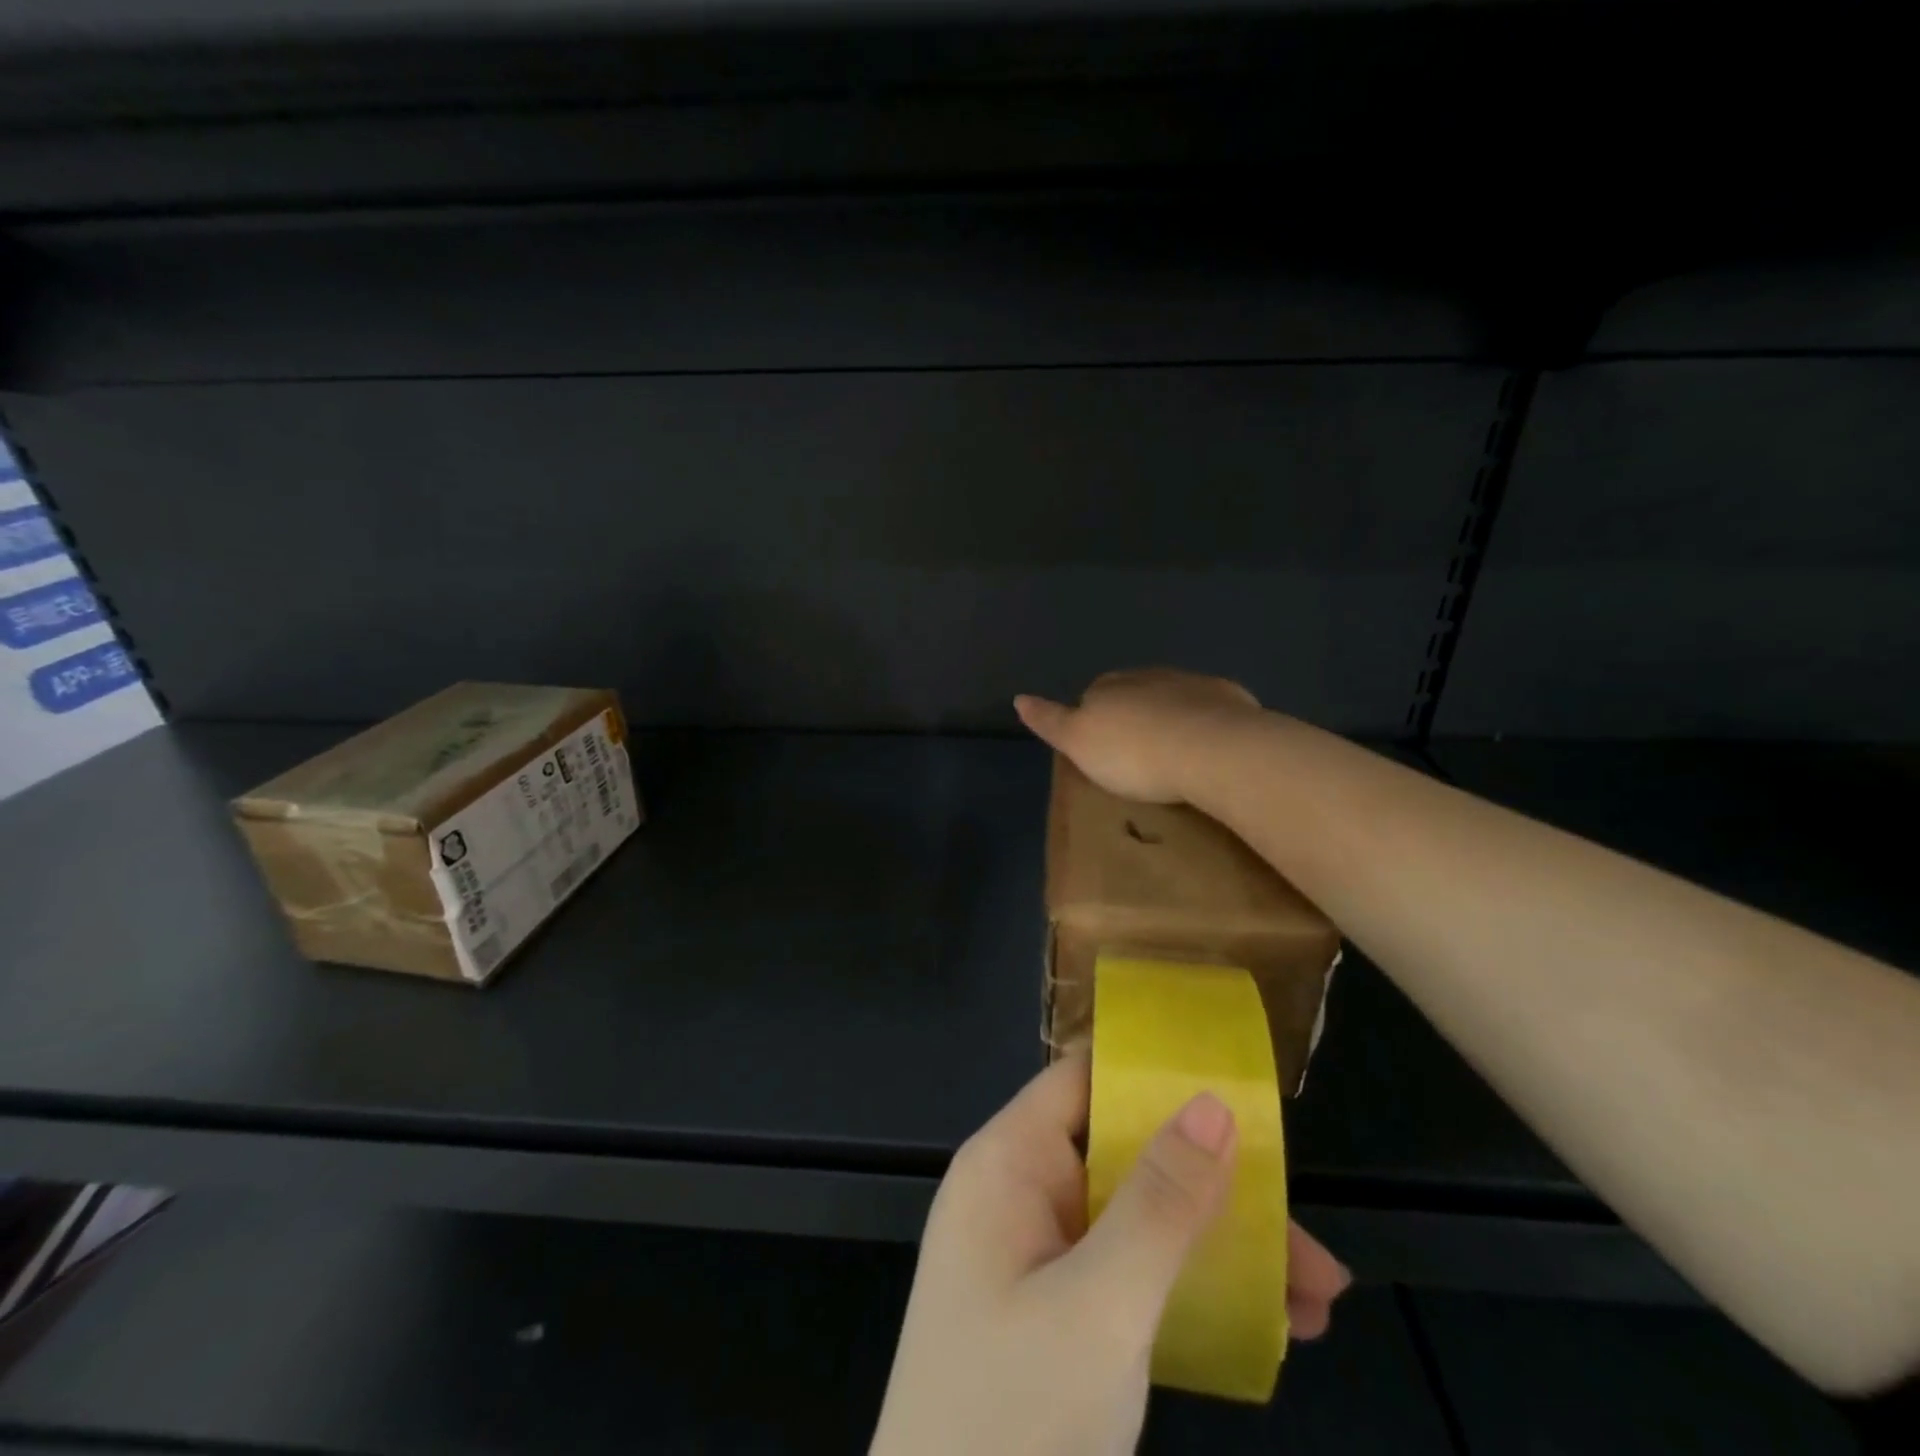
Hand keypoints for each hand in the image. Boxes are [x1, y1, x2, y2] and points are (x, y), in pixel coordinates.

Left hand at [871, 1056, 1350, 1455]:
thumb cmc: (1011, 1424)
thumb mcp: (1100, 1308)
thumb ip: (1160, 1203)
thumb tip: (1212, 1102)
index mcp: (1009, 1164)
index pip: (1084, 1082)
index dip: (1153, 1076)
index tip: (1238, 1089)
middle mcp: (1021, 1197)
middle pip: (1124, 1155)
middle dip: (1214, 1185)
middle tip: (1304, 1230)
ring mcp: (1040, 1261)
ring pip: (1139, 1222)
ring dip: (1221, 1250)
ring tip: (1320, 1296)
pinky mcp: (1059, 1321)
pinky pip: (1133, 1279)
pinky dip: (1194, 1295)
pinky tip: (1271, 1332)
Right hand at [1014, 669, 1263, 804]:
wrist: (1211, 748)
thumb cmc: (1134, 753)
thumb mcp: (1077, 743)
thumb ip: (1049, 720)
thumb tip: (1019, 698)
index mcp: (1108, 687)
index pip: (1092, 695)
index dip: (1094, 719)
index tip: (1101, 748)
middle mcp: (1147, 676)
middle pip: (1133, 692)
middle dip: (1132, 714)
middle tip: (1136, 753)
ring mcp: (1190, 684)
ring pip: (1172, 696)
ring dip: (1169, 716)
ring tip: (1173, 751)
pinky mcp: (1228, 697)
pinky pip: (1209, 707)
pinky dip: (1204, 721)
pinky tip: (1207, 747)